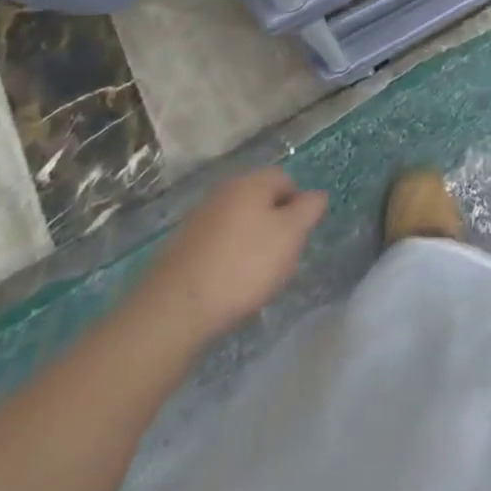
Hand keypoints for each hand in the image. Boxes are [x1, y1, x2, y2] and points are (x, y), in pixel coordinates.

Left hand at [137, 167, 326, 344]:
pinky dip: (225, 259)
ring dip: (248, 243)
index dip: (297, 208)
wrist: (175, 309)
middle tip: (278, 259)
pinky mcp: (179, 247)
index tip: (296, 239)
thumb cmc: (243, 265)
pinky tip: (225, 286)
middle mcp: (224, 190)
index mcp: (252, 181)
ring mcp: (198, 218)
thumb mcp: (291, 235)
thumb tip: (316, 195)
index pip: (286, 180)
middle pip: (260, 201)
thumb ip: (309, 210)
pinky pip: (215, 245)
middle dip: (273, 226)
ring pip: (237, 223)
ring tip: (251, 278)